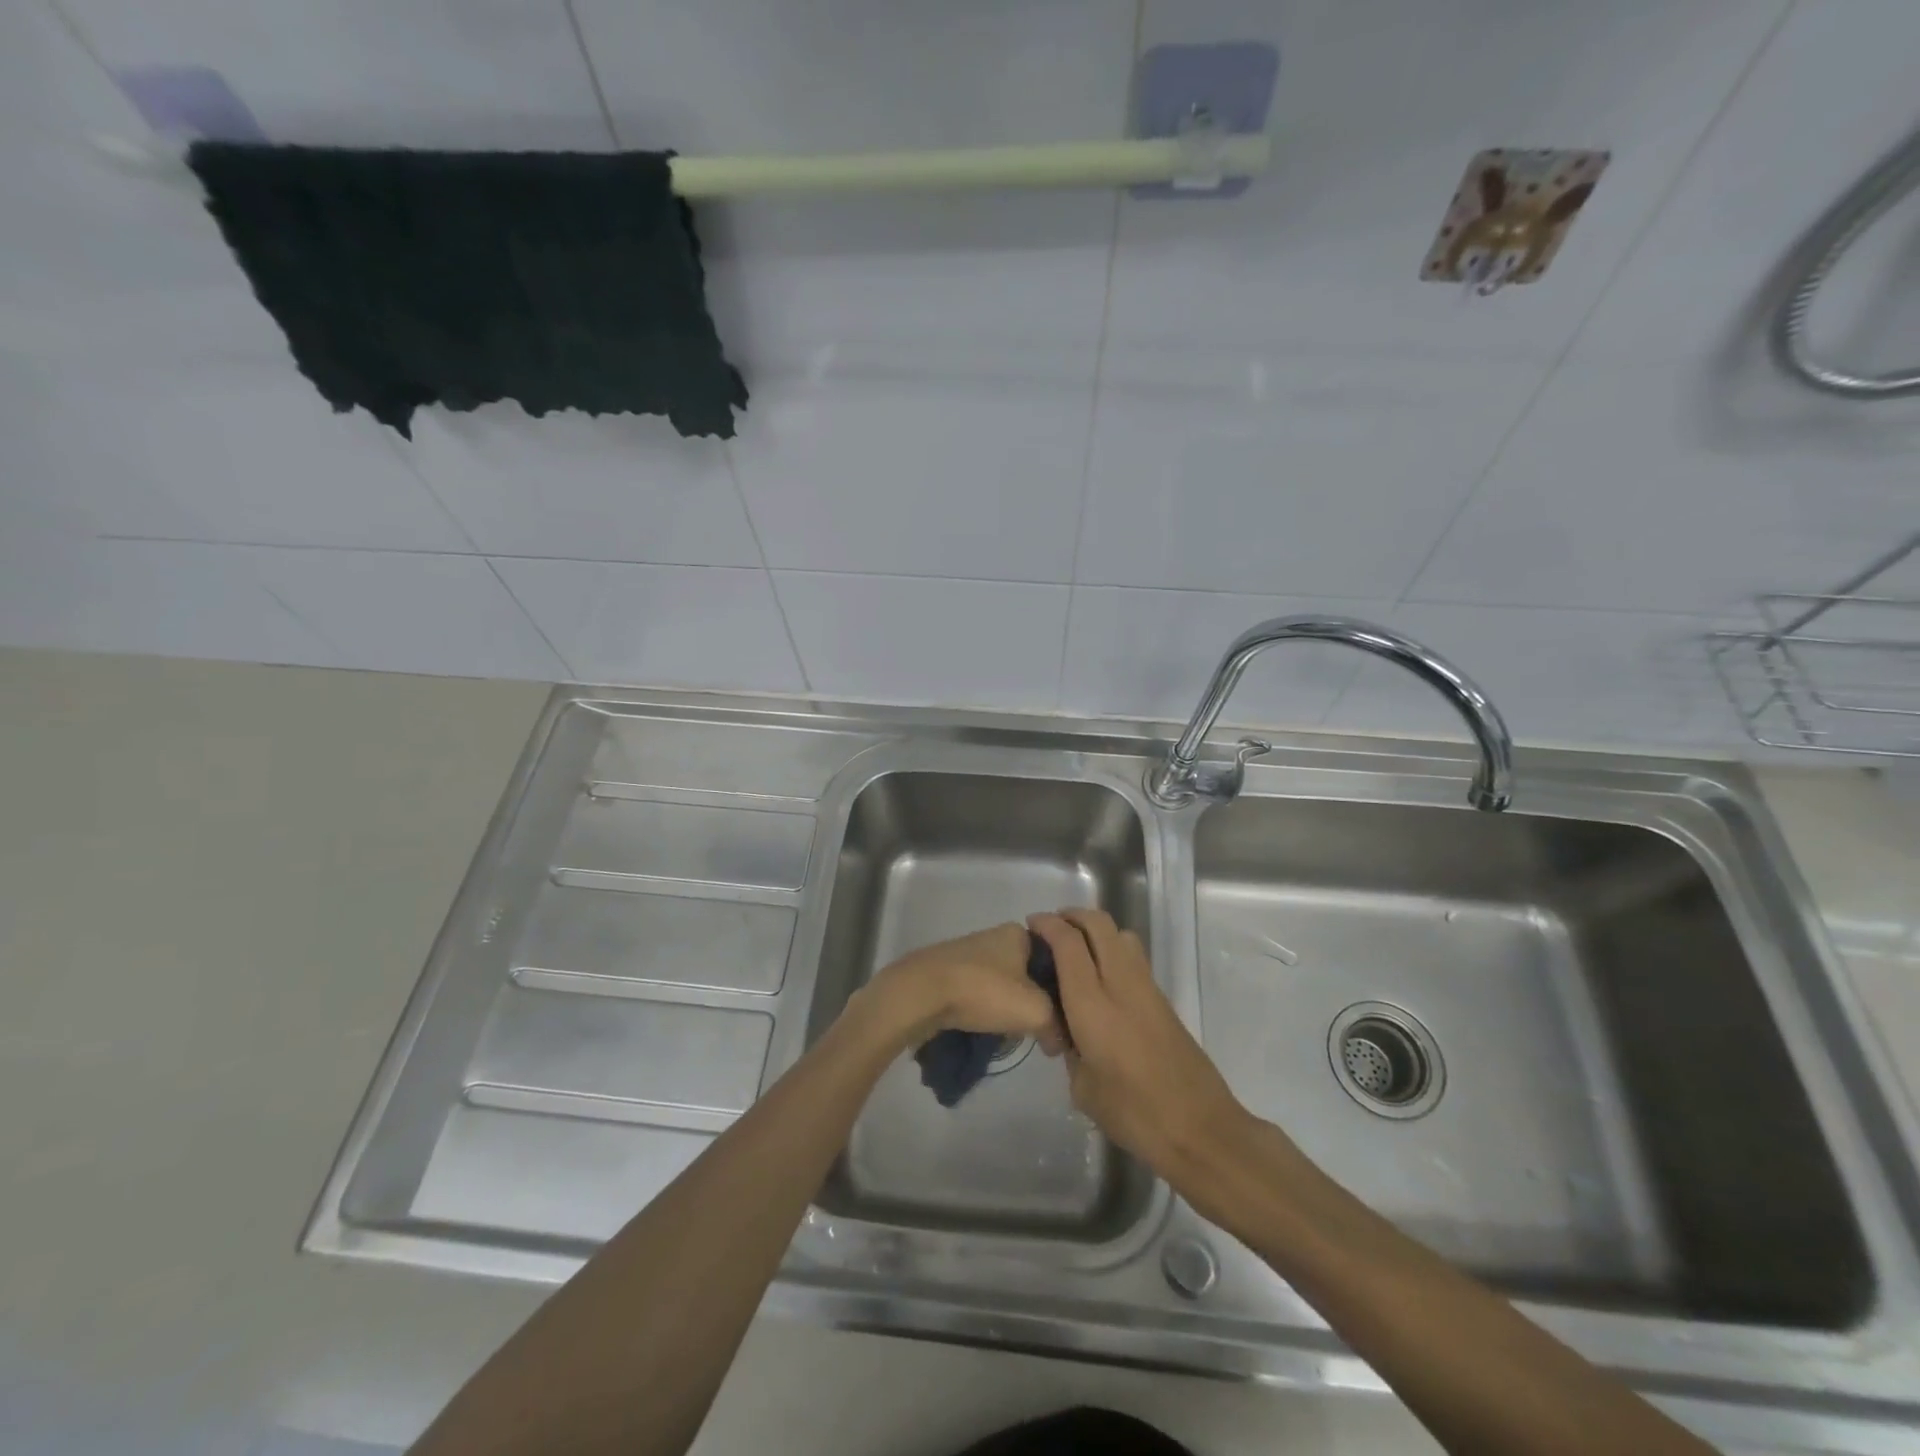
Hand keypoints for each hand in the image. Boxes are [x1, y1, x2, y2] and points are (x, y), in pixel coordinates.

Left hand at [860, 923, 1066, 1053]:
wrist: (920, 994)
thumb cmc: (983, 992)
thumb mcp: (1036, 1010)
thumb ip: (1057, 1024)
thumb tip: (1058, 1041)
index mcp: (1020, 933)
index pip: (1058, 958)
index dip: (1065, 988)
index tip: (1064, 1016)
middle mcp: (996, 936)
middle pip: (1029, 973)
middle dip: (1035, 1001)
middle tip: (1038, 1029)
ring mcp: (969, 953)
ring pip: (1004, 985)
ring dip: (1009, 1008)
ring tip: (1010, 1033)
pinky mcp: (949, 971)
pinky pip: (979, 992)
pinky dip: (985, 1009)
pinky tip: (985, 1028)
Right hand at [1028, 908, 1249, 1177]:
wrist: (1202, 1130)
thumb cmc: (1135, 1114)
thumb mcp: (1084, 1089)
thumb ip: (1071, 1050)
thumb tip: (1069, 1033)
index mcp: (1093, 1005)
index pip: (1068, 944)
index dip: (1048, 926)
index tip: (1031, 926)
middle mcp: (1121, 985)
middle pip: (1099, 924)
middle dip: (1072, 916)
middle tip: (1052, 928)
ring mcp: (1147, 989)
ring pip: (1121, 935)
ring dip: (1096, 930)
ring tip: (1076, 949)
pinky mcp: (1164, 1001)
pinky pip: (1133, 958)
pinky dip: (1112, 951)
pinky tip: (1100, 979)